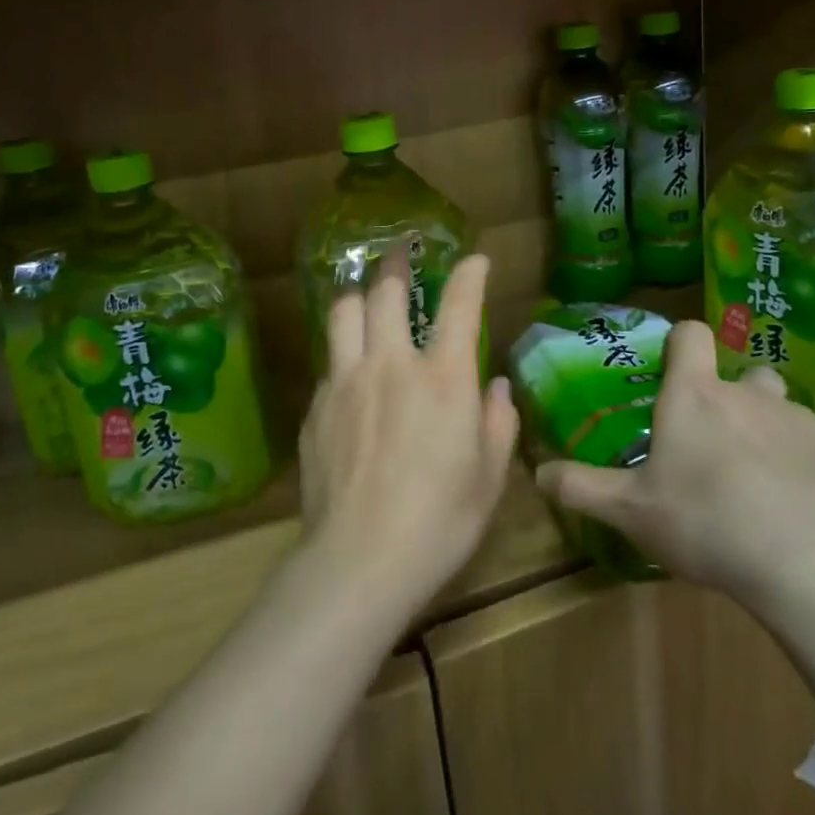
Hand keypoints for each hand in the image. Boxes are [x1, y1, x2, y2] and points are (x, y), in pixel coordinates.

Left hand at [298, 248, 516, 620]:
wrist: (359, 561)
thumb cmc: (440, 521)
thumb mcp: (490, 476)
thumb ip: (498, 421)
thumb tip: (497, 387)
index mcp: (443, 378)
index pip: (460, 306)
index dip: (469, 274)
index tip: (474, 260)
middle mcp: (392, 365)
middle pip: (386, 292)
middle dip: (396, 264)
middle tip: (401, 253)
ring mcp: (346, 382)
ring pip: (343, 312)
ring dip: (358, 296)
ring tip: (366, 298)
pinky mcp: (316, 407)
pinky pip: (329, 362)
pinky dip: (344, 353)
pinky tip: (350, 374)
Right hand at [535, 321, 814, 602]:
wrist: (808, 563)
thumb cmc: (706, 521)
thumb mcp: (631, 511)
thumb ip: (582, 488)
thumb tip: (538, 473)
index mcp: (696, 394)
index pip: (691, 334)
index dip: (680, 342)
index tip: (672, 369)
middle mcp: (749, 393)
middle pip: (739, 374)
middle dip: (727, 398)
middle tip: (712, 443)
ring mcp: (799, 421)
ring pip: (778, 409)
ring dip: (765, 430)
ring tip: (755, 480)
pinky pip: (812, 448)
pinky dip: (800, 466)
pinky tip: (793, 509)